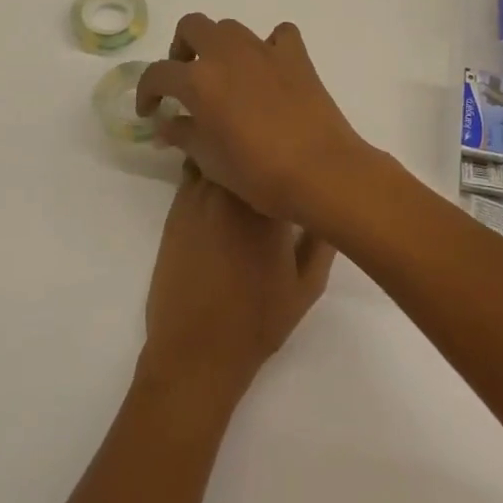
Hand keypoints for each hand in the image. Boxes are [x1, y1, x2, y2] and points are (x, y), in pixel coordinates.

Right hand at [135, 15, 378, 227]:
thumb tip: (166, 124)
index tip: (150, 110)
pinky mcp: (296, 55)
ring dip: (219, 45)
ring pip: (230, 27)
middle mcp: (227, 53)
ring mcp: (264, 49)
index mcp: (199, 80)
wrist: (321, 172)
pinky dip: (269, 45)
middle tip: (184, 78)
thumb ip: (182, 135)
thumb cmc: (258, 174)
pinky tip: (268, 68)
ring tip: (224, 75)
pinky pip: (278, 35)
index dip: (146, 91)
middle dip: (181, 48)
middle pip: (192, 26)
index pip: (158, 73)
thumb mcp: (209, 161)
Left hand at [140, 166, 334, 400]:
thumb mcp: (306, 287)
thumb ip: (322, 241)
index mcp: (266, 207)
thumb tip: (328, 206)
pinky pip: (193, 175)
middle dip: (258, 151)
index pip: (280, 161)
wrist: (195, 351)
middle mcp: (229, 192)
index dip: (291, 158)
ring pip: (215, 156)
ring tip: (246, 168)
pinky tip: (220, 189)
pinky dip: (208, 172)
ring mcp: (196, 198)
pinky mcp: (174, 210)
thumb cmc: (257, 322)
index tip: (301, 163)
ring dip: (230, 158)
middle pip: (244, 150)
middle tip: (273, 160)